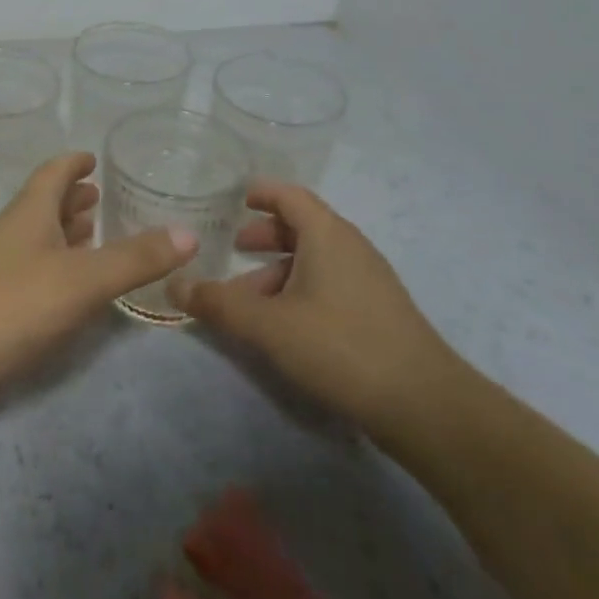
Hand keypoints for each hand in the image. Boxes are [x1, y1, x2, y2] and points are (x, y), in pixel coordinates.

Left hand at [0, 152, 196, 393]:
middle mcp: (13, 231)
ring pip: (38, 236)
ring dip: (64, 230)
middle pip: (44, 203)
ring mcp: (1, 266)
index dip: (73, 162)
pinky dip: (57, 264)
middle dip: (72, 197)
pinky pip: (34, 268)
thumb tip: (189, 232)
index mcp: (30, 211)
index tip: (93, 157)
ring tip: (93, 231)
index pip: (52, 172)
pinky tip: (71, 282)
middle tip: (102, 195)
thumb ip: (135, 257)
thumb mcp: (84, 278)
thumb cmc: (15, 301)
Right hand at [167, 181, 459, 436]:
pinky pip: (331, 285)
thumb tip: (173, 284)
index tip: (237, 199)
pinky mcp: (379, 313)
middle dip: (266, 235)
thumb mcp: (268, 326)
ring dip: (280, 270)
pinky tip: (285, 325)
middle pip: (303, 226)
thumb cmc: (340, 347)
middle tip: (235, 249)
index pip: (291, 196)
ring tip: (251, 300)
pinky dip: (301, 290)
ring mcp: (370, 281)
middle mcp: (351, 248)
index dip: (263, 193)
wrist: (425, 406)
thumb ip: (218, 303)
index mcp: (327, 235)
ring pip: (316, 260)